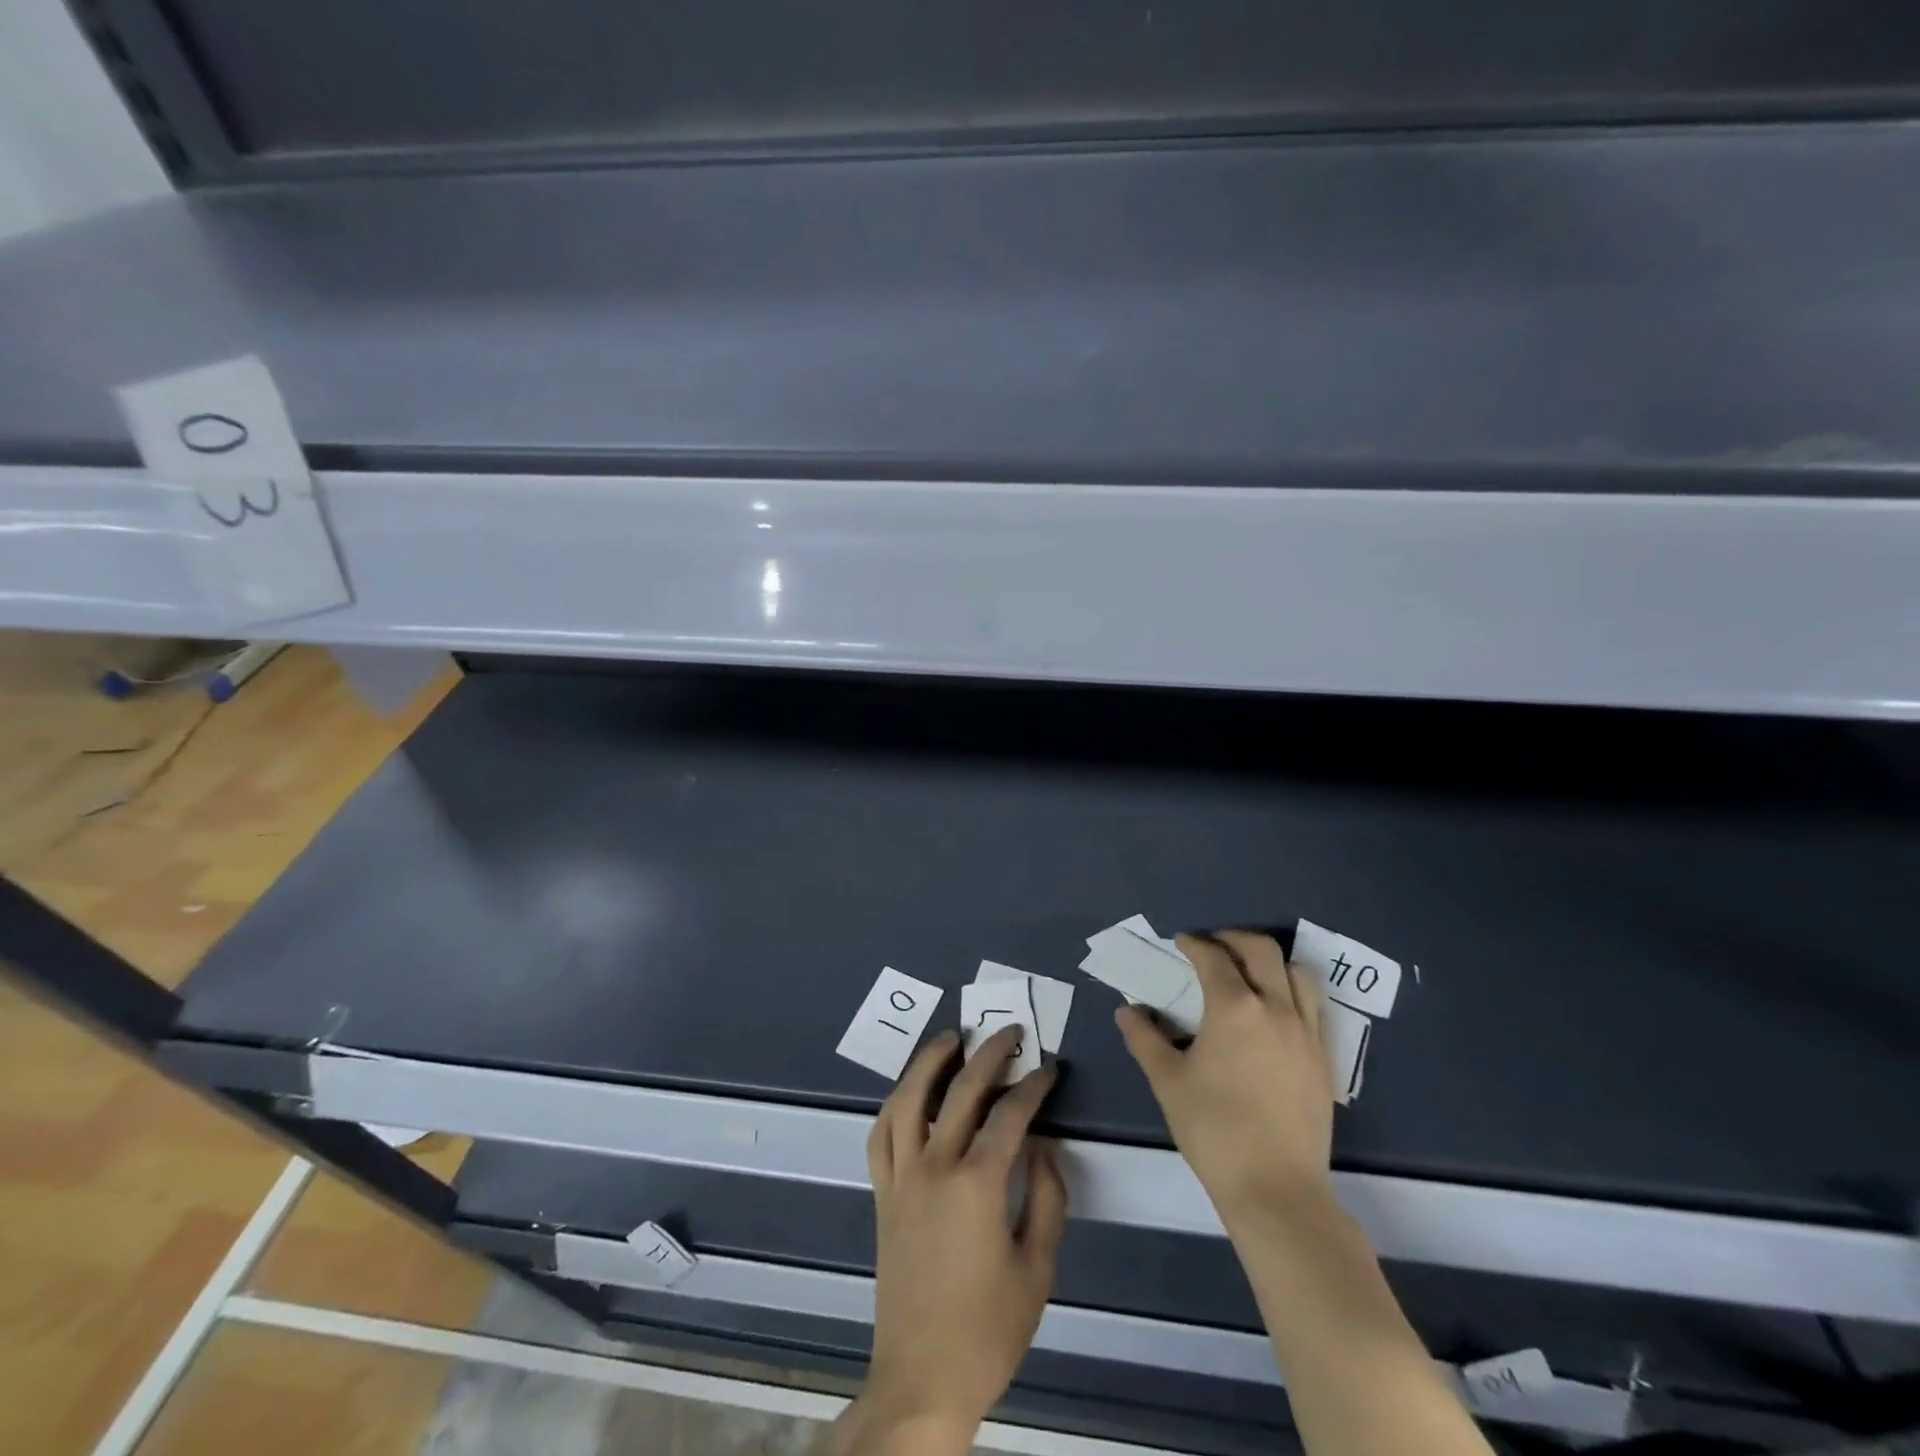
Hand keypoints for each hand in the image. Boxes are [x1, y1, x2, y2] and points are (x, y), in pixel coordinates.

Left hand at [843, 1026, 1067, 1454]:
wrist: (921, 1378)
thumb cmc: (988, 1330)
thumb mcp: (1037, 1269)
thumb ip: (1046, 1199)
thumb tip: (1041, 1147)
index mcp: (977, 1184)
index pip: (1010, 1113)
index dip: (1034, 1086)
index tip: (1050, 1068)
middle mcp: (934, 1166)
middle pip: (960, 1090)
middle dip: (989, 1053)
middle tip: (1009, 1032)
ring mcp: (901, 1177)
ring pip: (908, 1098)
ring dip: (929, 1060)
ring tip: (950, 1037)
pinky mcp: (882, 1193)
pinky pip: (881, 1134)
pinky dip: (895, 1104)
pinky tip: (908, 1091)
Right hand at [1116, 929, 1335, 1223]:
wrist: (1276, 1188)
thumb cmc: (1214, 1129)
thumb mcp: (1167, 1081)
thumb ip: (1145, 1038)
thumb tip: (1127, 1011)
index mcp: (1234, 1008)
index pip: (1214, 958)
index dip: (1195, 944)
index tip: (1181, 943)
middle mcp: (1276, 1008)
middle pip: (1262, 950)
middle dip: (1234, 939)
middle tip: (1214, 946)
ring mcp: (1306, 1033)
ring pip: (1297, 973)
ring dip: (1270, 962)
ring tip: (1250, 972)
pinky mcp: (1323, 1059)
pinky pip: (1314, 1006)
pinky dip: (1293, 991)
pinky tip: (1276, 1011)